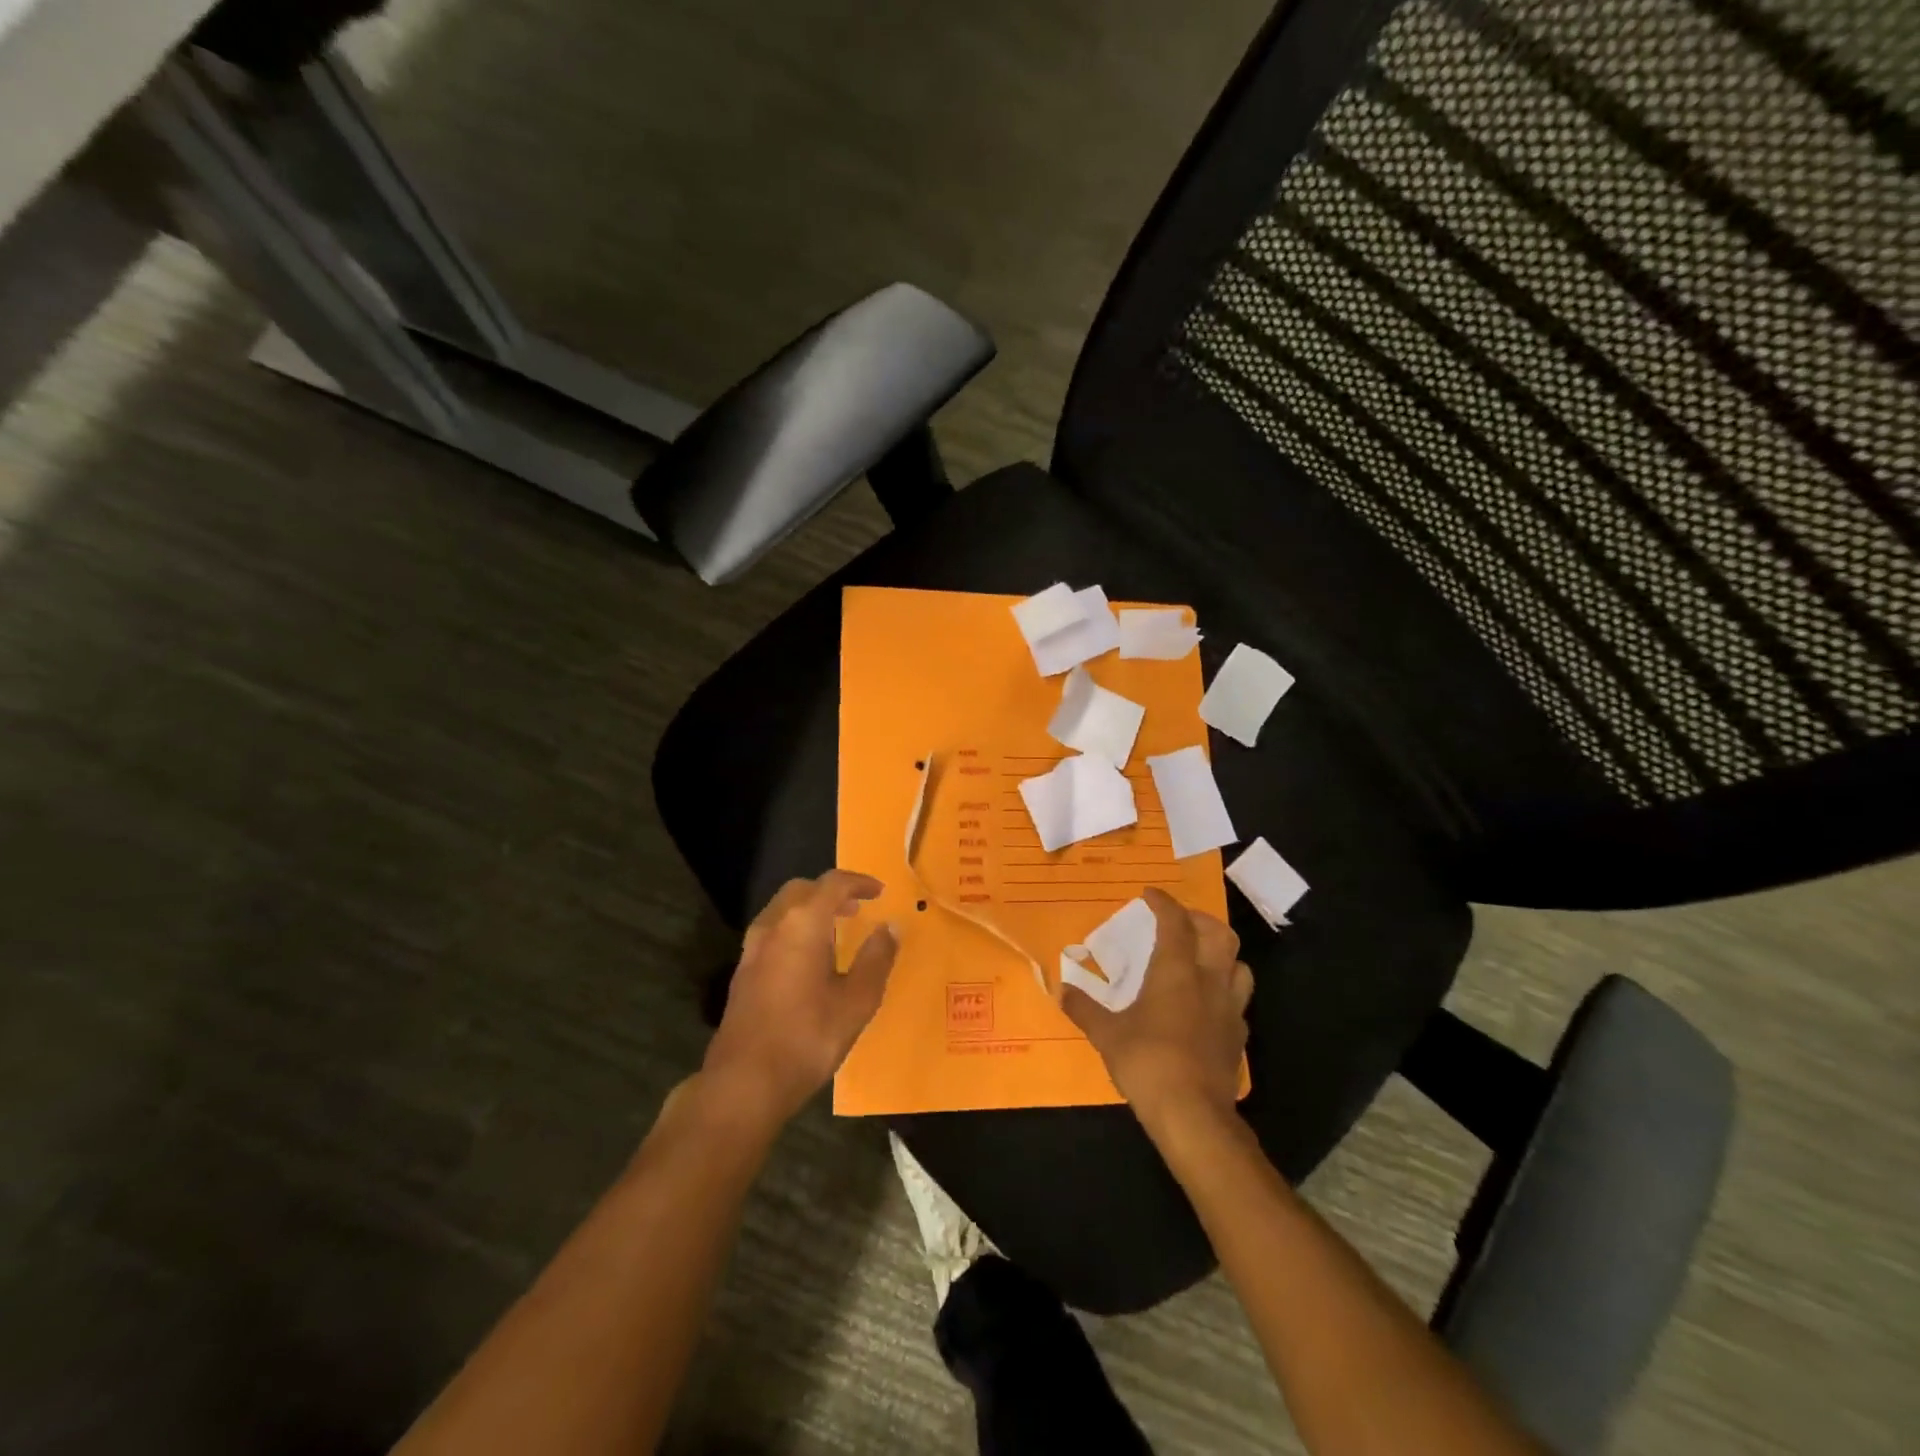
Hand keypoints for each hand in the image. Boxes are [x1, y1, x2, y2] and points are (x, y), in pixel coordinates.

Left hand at [701, 870, 898, 1125]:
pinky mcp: (743, 971)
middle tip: (857, 907)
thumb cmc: (807, 1038)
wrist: (744, 1083)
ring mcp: (752, 948)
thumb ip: (876, 959)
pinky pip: (772, 931)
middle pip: (803, 890)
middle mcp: (773, 926)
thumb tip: (889, 927)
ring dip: (810, 909)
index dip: (859, 882)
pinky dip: (794, 928)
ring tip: (836, 929)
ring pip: (783, 909)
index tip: (880, 892)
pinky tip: (809, 958)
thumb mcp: (856, 1001)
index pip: (833, 884)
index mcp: (802, 924)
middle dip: (831, 891)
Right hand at [1062, 887, 1251, 1126]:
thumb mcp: (1106, 1035)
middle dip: (1200, 920)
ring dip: (1222, 953)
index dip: (1163, 903)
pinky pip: (1239, 1002)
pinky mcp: (1238, 1037)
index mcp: (1177, 971)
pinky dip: (1225, 992)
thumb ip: (1084, 1009)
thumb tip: (1062, 990)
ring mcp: (1230, 1009)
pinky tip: (1209, 1004)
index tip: (1150, 895)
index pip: (1175, 922)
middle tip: (1179, 922)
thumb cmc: (1147, 1063)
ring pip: (1239, 965)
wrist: (1194, 1116)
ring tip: (1201, 958)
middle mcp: (1209, 981)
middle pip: (1219, 934)